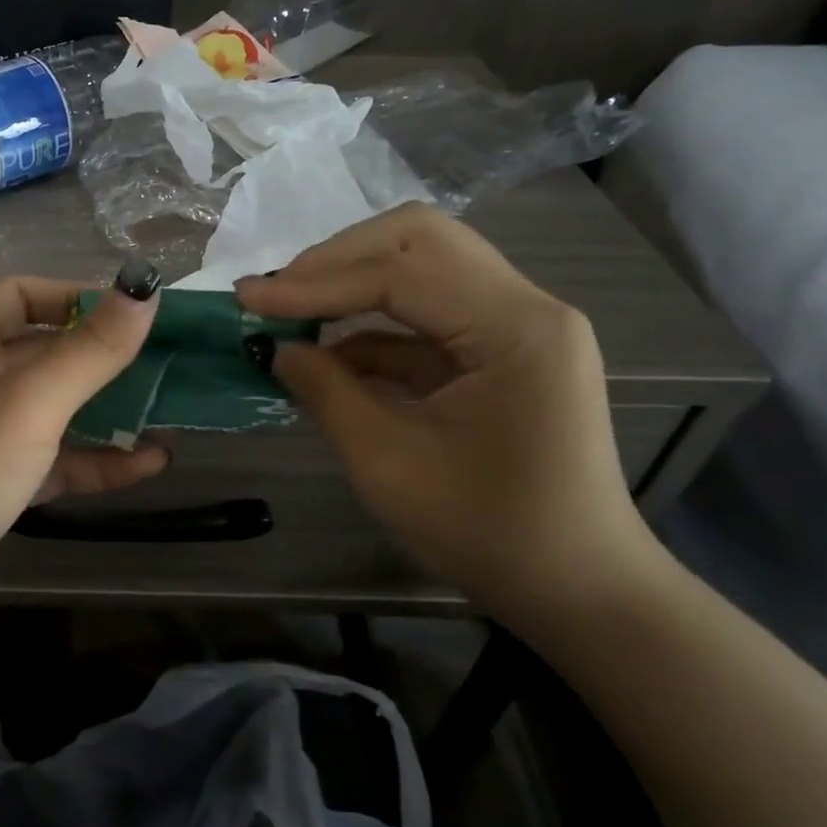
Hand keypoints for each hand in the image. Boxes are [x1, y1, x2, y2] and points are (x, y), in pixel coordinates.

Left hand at [0, 269, 166, 659]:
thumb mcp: (27, 404)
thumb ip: (90, 349)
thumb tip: (144, 287)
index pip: (21, 294)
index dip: (77, 296)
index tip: (136, 314)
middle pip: (40, 352)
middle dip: (101, 357)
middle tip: (167, 362)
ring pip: (48, 410)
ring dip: (104, 411)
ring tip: (168, 412)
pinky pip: (47, 460)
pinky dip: (91, 460)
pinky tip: (147, 464)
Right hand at [236, 204, 657, 635]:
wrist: (579, 588)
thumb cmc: (488, 534)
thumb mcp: (388, 464)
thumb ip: (326, 392)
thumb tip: (278, 348)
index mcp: (514, 329)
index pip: (399, 274)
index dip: (314, 282)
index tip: (247, 298)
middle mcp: (526, 306)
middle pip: (419, 239)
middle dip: (337, 257)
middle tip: (279, 291)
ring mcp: (518, 323)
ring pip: (424, 263)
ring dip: (353, 279)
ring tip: (292, 309)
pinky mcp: (503, 347)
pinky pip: (429, 310)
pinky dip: (373, 321)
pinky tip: (327, 349)